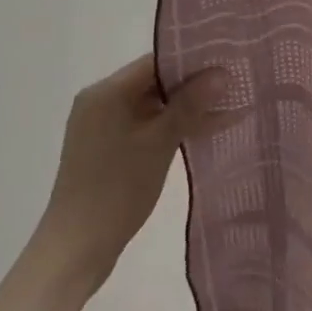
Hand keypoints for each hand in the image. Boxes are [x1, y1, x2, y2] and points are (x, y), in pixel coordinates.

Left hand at [34, 54, 230, 291]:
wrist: (77, 248)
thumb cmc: (117, 189)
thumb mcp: (159, 143)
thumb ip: (190, 104)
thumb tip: (222, 72)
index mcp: (105, 92)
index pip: (155, 62)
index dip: (192, 62)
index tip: (227, 64)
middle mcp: (99, 101)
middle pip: (153, 82)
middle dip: (193, 87)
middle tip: (233, 86)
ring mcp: (101, 126)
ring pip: (151, 106)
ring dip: (184, 109)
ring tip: (228, 108)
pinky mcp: (106, 148)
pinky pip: (144, 125)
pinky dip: (169, 127)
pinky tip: (202, 131)